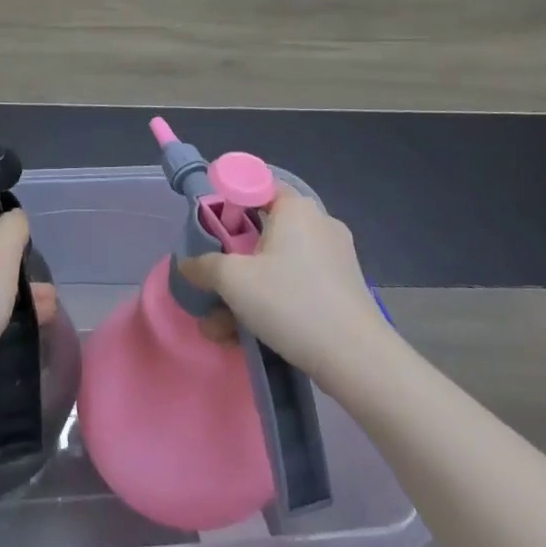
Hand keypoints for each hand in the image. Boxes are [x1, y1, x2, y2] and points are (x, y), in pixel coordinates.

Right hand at [178, 183, 391, 383]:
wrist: (358, 361)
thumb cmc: (291, 302)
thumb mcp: (233, 280)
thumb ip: (203, 266)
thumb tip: (187, 266)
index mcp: (296, 208)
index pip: (255, 185)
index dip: (227, 201)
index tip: (208, 229)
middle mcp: (318, 224)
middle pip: (262, 230)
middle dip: (230, 262)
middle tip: (209, 285)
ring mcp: (334, 259)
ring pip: (276, 265)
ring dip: (244, 292)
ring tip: (219, 328)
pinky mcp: (342, 290)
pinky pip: (295, 285)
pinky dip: (270, 303)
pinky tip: (247, 336)